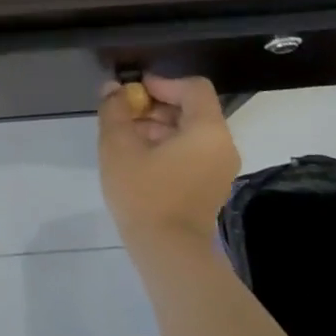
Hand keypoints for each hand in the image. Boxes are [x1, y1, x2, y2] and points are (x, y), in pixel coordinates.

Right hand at [97, 74, 240, 242]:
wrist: (168, 253)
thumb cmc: (145, 193)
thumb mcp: (118, 146)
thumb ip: (115, 110)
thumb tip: (113, 89)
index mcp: (208, 130)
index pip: (193, 87)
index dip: (162, 83)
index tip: (133, 94)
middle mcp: (222, 145)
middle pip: (192, 109)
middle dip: (156, 107)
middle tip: (124, 116)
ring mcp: (220, 169)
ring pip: (190, 132)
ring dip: (159, 127)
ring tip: (126, 139)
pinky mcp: (211, 187)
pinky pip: (192, 153)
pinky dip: (168, 147)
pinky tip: (139, 160)